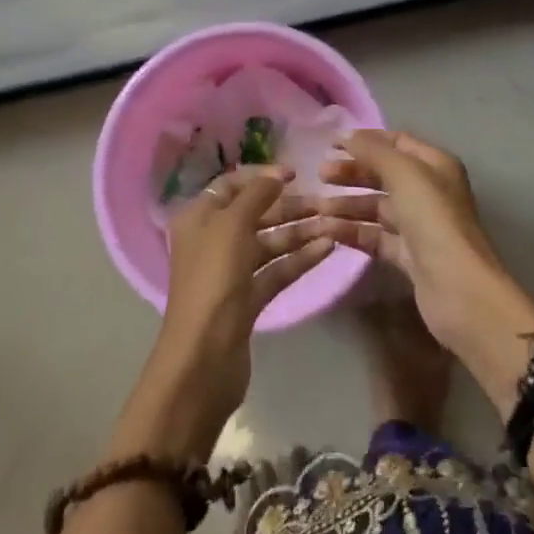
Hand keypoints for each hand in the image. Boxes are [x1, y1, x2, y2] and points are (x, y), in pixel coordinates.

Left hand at [111, 164, 334, 460]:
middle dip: (288, 206)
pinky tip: (327, 248)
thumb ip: (256, 194)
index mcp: (199, 218)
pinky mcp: (247, 299)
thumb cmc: (213, 280)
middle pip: (255, 214)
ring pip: (269, 243)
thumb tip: (276, 174)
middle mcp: (212, 240)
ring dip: (300, 232)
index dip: (262, 177)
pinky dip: (299, 258)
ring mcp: (230, 271)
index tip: (296, 173)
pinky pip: (276, 270)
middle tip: (324, 201)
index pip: (231, 185)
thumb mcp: (232, 226)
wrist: (203, 359)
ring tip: (334, 223)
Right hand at [315, 130, 533, 411]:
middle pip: (384, 175)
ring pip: (377, 208)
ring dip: (348, 204)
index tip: (332, 144)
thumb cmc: (433, 219)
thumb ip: (374, 152)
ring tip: (317, 208)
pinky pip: (376, 237)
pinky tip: (329, 231)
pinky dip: (354, 232)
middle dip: (352, 173)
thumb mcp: (404, 174)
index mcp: (435, 165)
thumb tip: (347, 136)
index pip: (397, 142)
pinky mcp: (409, 256)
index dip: (366, 140)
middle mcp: (429, 191)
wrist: (458, 288)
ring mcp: (419, 226)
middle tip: (320, 175)